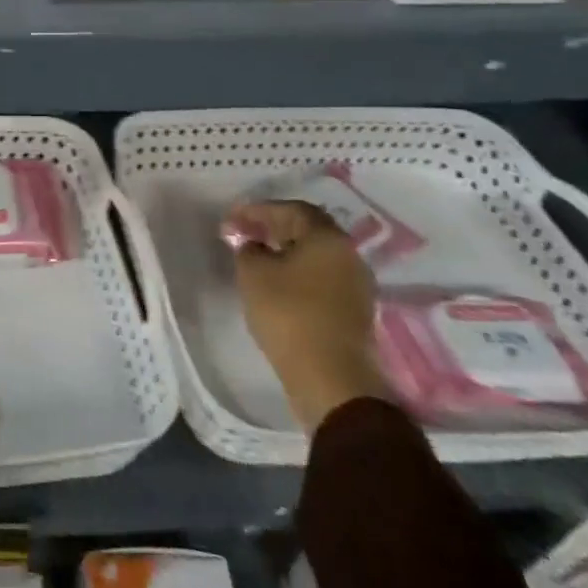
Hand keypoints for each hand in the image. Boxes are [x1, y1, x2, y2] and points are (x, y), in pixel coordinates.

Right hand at [230, 199, 390, 432]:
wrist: (330, 379)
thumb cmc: (289, 314)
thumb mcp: (253, 273)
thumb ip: (247, 249)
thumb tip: (252, 244)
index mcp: (328, 238)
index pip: (291, 209)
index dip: (257, 210)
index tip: (231, 219)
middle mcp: (349, 255)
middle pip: (308, 230)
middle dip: (273, 227)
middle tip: (245, 233)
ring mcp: (356, 286)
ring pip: (316, 256)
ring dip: (286, 251)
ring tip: (258, 258)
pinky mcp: (354, 312)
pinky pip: (322, 279)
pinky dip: (299, 273)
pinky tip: (278, 283)